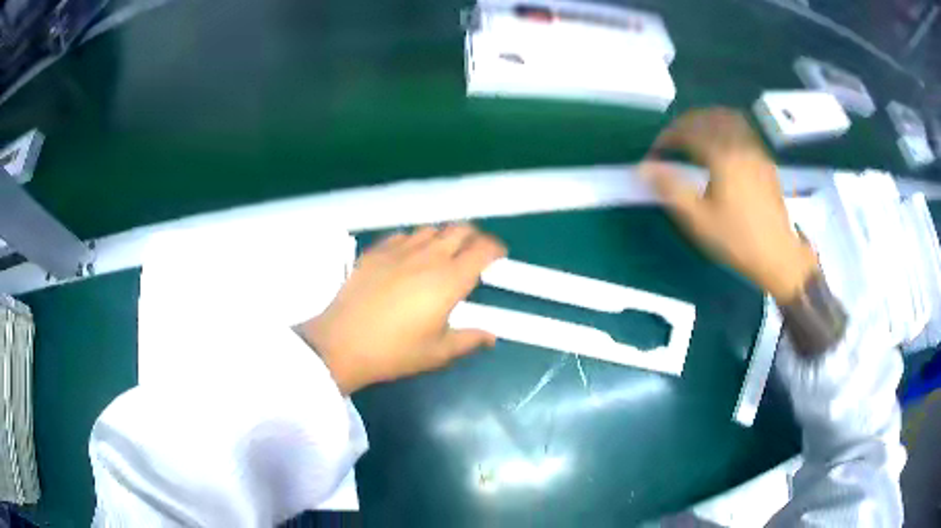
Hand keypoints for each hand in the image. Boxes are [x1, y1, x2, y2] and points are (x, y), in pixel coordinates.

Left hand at [298, 224, 506, 393]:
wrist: (342, 343)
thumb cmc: (394, 352)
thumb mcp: (438, 352)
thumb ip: (469, 340)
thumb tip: (491, 336)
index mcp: (449, 280)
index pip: (482, 250)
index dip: (495, 249)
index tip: (498, 256)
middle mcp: (428, 257)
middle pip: (460, 230)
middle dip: (473, 237)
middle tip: (474, 252)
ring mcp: (400, 250)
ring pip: (431, 229)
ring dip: (444, 237)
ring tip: (443, 254)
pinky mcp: (376, 251)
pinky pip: (404, 235)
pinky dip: (415, 240)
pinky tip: (409, 256)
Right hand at [640, 108, 816, 302]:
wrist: (778, 254)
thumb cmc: (737, 239)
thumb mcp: (698, 220)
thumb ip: (670, 189)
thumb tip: (642, 168)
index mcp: (721, 155)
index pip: (687, 131)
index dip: (666, 137)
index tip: (655, 154)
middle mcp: (739, 144)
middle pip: (707, 117)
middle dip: (684, 124)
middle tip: (671, 142)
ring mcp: (755, 149)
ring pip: (727, 118)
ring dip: (705, 120)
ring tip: (694, 135)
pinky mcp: (764, 160)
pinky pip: (742, 129)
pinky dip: (725, 127)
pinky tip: (721, 144)